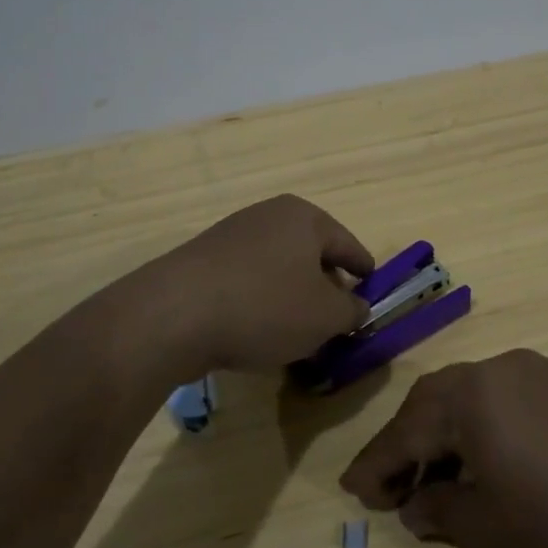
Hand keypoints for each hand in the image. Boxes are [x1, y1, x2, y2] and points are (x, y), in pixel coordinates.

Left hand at [130, 195, 374, 380]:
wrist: (174, 314)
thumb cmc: (264, 307)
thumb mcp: (325, 317)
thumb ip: (351, 311)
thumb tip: (358, 307)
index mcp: (305, 218)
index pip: (348, 245)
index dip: (364, 272)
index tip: (372, 293)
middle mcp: (269, 215)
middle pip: (312, 254)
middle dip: (326, 286)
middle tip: (335, 319)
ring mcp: (233, 234)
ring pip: (279, 267)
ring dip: (292, 296)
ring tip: (297, 332)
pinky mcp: (205, 259)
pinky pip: (248, 279)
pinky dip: (261, 300)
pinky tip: (257, 330)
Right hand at [341, 350, 547, 547]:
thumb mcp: (494, 532)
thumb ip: (443, 509)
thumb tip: (416, 502)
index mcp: (474, 396)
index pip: (407, 428)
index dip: (376, 464)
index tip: (354, 493)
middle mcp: (504, 369)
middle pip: (439, 400)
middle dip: (410, 441)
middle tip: (393, 485)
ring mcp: (547, 373)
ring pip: (478, 396)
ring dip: (452, 432)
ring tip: (444, 476)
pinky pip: (514, 399)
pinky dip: (491, 427)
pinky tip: (499, 463)